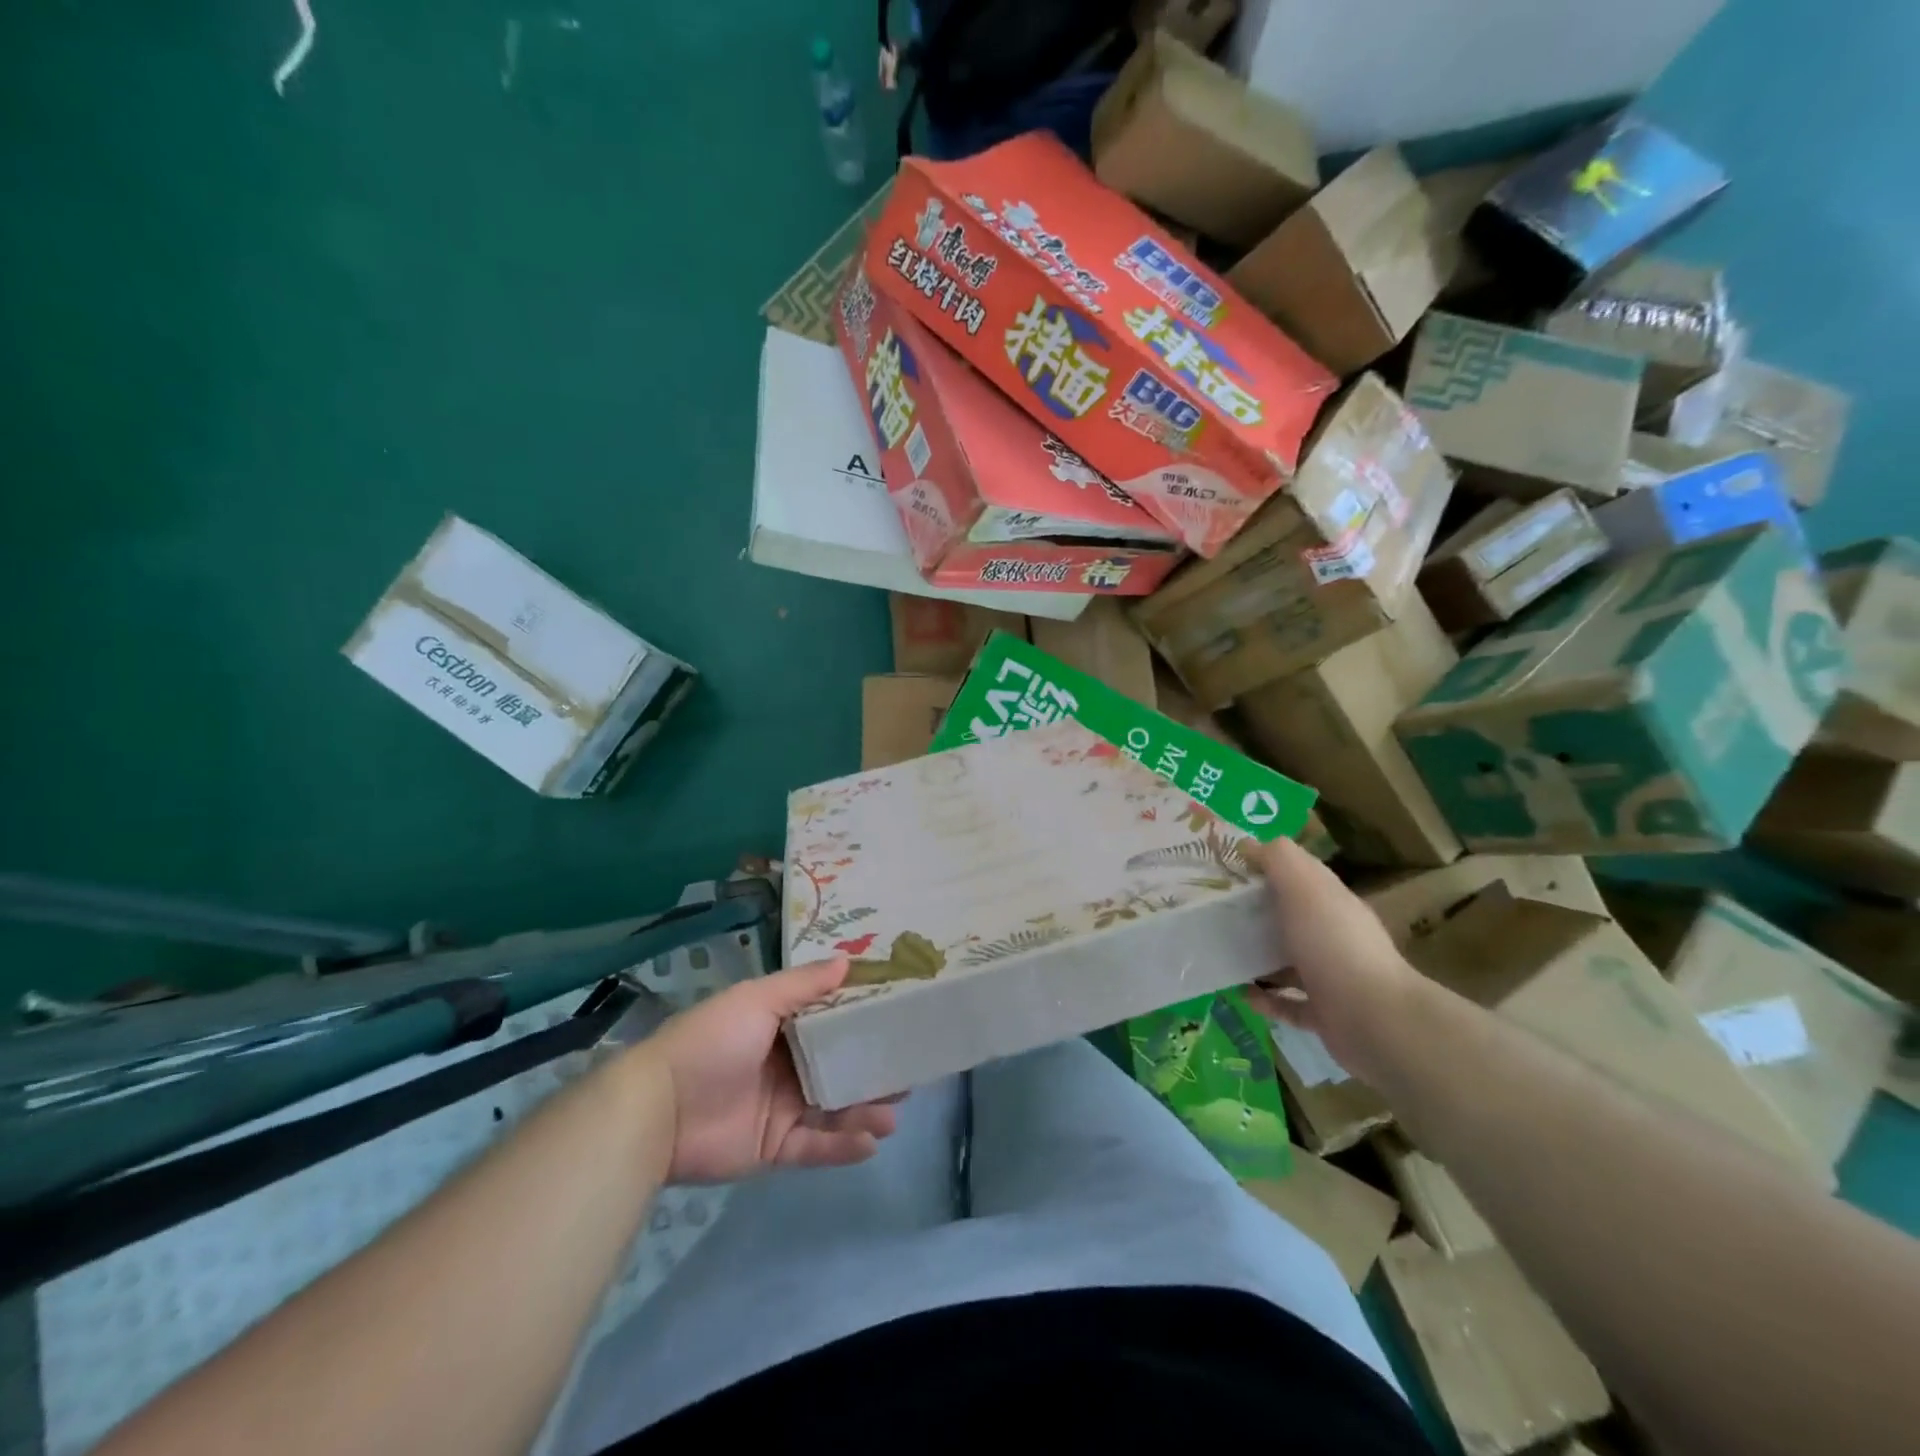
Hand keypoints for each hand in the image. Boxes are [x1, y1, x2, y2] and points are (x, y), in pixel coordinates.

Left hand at [642, 956, 899, 1183]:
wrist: (660, 1109)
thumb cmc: (712, 1041)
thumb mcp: (758, 999)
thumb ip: (804, 985)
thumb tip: (847, 961)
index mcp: (780, 1027)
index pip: (830, 1022)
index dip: (863, 1020)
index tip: (900, 1018)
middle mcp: (785, 1066)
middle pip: (838, 1068)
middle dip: (873, 1071)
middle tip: (910, 1074)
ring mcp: (780, 1109)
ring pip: (833, 1109)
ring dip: (865, 1110)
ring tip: (895, 1113)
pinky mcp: (773, 1148)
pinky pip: (815, 1147)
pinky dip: (842, 1147)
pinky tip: (871, 1142)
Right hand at [1242, 838, 1424, 1085]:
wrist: (1375, 1020)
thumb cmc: (1334, 944)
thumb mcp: (1304, 888)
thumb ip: (1279, 859)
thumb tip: (1249, 843)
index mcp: (1332, 901)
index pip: (1300, 874)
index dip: (1267, 865)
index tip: (1227, 866)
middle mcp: (1334, 935)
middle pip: (1292, 917)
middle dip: (1257, 912)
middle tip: (1214, 910)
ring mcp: (1332, 977)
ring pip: (1289, 961)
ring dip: (1258, 957)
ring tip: (1221, 952)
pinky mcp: (1325, 1014)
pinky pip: (1289, 1004)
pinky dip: (1266, 999)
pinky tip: (1241, 994)